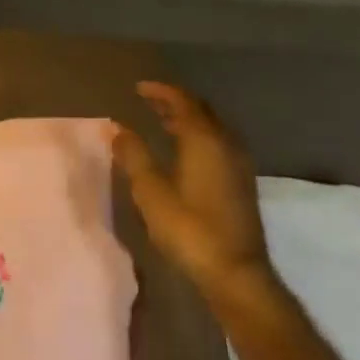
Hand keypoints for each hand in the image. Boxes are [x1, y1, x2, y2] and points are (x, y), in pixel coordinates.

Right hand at [113, 81, 271, 296]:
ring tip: (162, 121)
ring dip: (188, 119)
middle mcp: (226, 144)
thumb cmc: (189, 228)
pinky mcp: (241, 182)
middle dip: (175, 102)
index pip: (183, 102)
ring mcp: (238, 164)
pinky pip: (218, 143)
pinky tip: (183, 151)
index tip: (138, 88)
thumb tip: (118, 128)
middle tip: (149, 100)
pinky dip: (198, 136)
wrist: (235, 272)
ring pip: (212, 128)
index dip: (160, 91)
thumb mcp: (151, 191)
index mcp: (204, 140)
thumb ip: (134, 155)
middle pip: (201, 111)